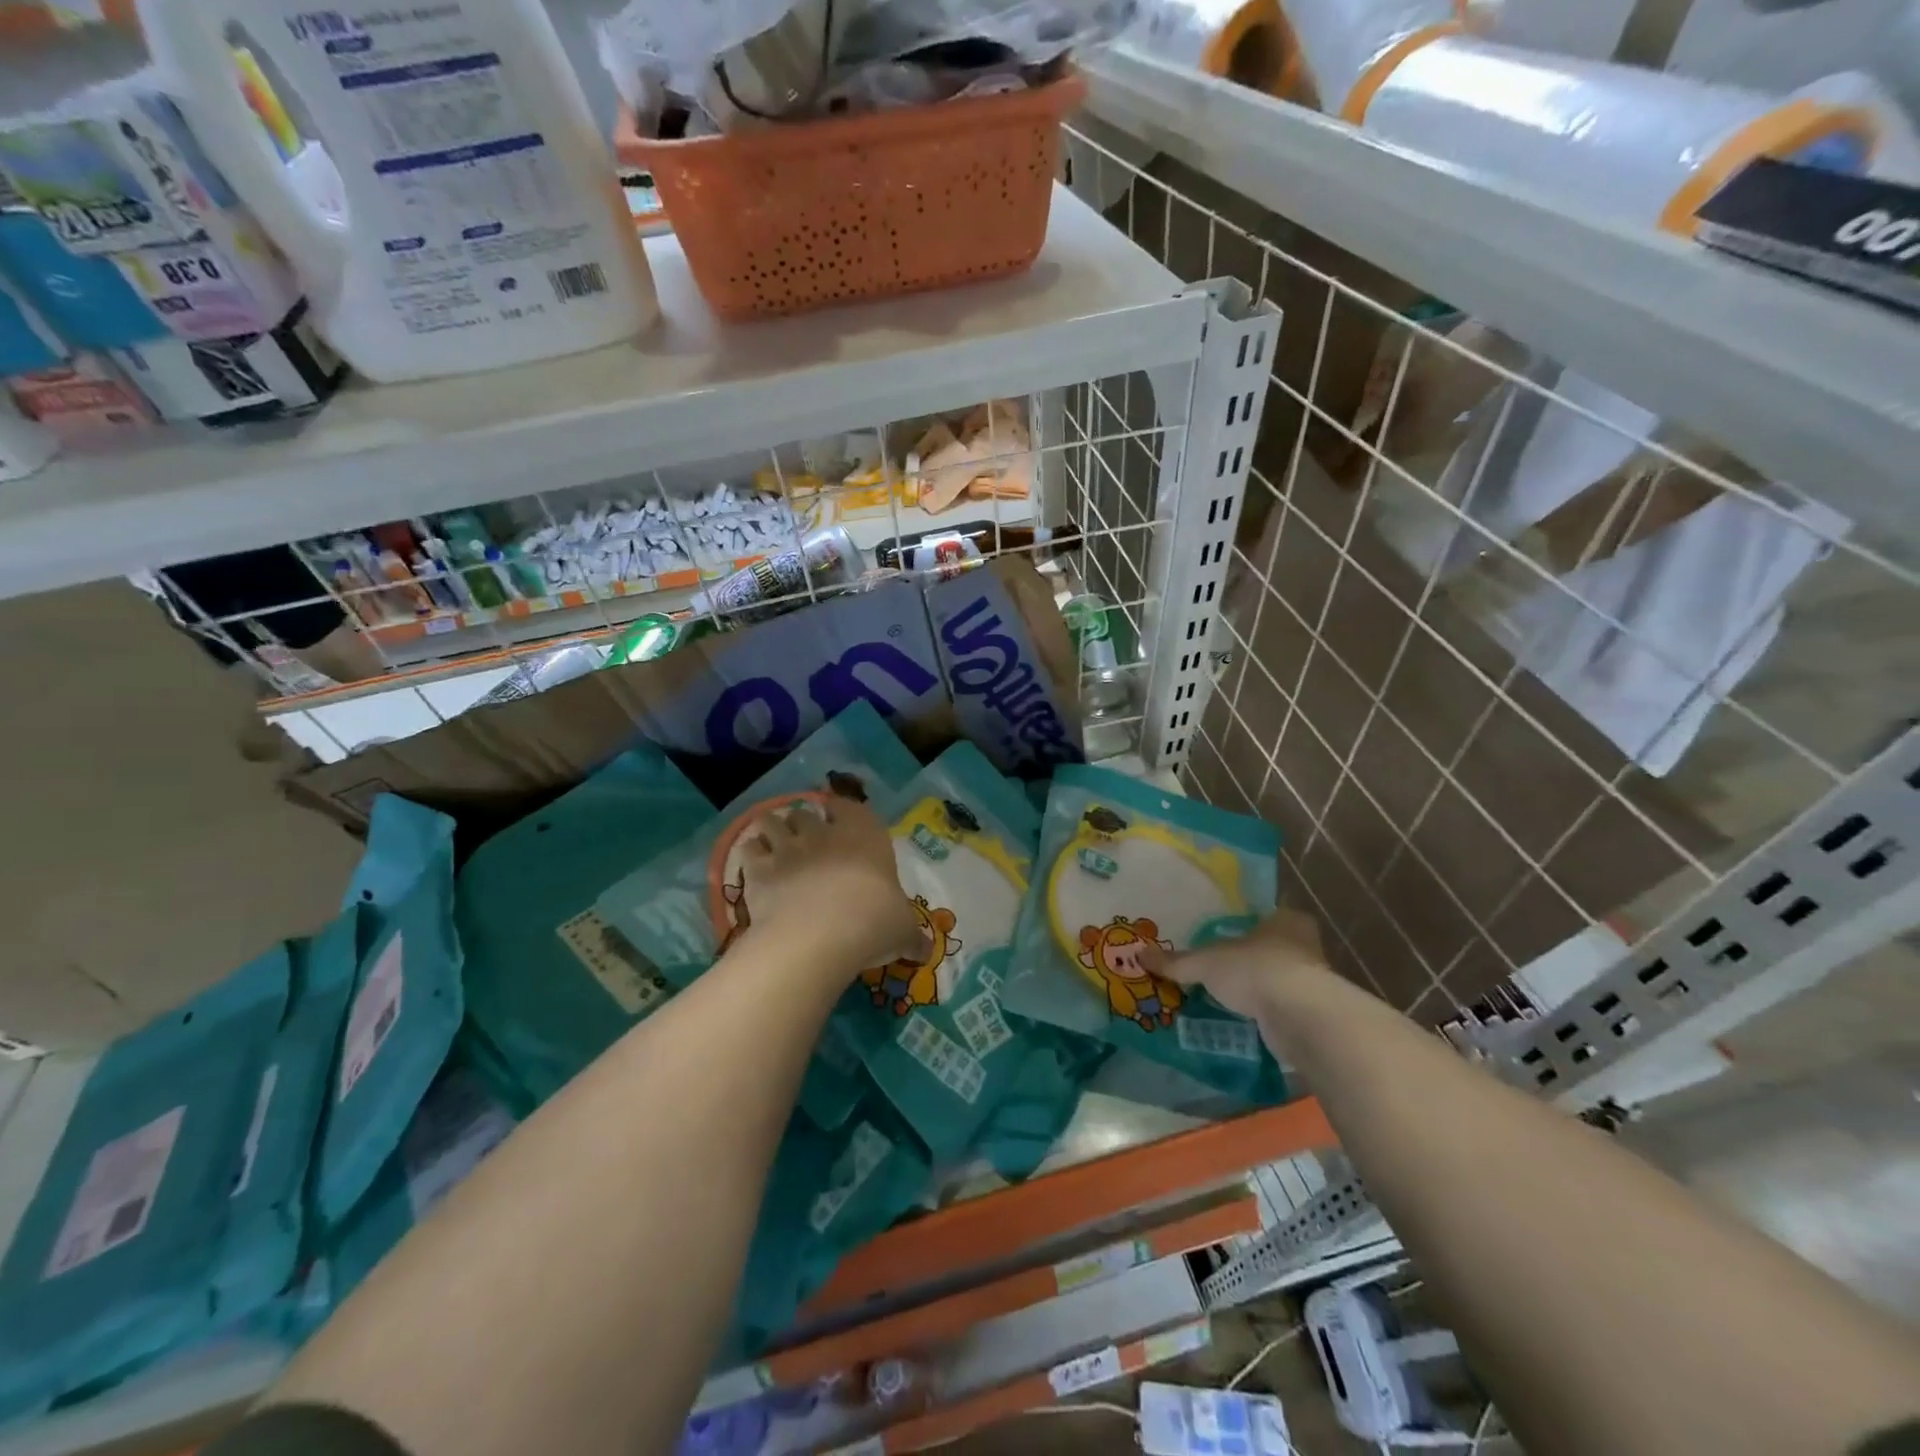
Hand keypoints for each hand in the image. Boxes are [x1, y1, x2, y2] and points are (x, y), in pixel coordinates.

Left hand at [737, 795, 925, 976]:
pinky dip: (750, 855)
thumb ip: (911, 936)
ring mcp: (788, 847)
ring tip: (774, 846)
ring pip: (772, 822)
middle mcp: (824, 833)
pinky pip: (748, 849)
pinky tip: (754, 867)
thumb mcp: (903, 930)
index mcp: (865, 835)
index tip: (837, 820)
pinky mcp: (759, 869)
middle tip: (804, 840)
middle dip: (802, 823)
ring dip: (772, 831)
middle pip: (805, 813)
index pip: (849, 807)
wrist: (821, 934)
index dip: (840, 811)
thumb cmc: (873, 921)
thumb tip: (924, 952)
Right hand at [1153, 907, 1329, 1022]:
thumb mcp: (1205, 962)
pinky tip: (1245, 1022)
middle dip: (1250, 961)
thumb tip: (1140, 954)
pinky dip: (1266, 1016)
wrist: (1299, 1016)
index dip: (1246, 928)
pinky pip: (1284, 1011)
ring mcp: (1314, 982)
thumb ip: (1176, 962)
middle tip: (1222, 971)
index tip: (1226, 939)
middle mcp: (1306, 946)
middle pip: (1273, 950)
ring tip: (1228, 1000)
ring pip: (1280, 981)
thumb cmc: (1255, 969)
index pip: (1267, 918)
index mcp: (1286, 921)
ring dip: (1259, 991)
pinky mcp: (1314, 1015)